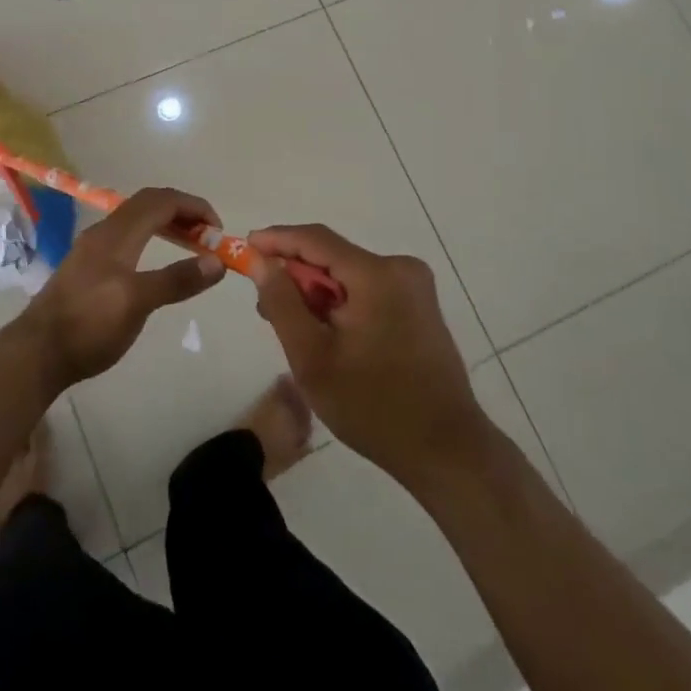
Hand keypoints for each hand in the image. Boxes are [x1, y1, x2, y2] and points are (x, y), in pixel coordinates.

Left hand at [20, 187, 225, 387]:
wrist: (36, 353)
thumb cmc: (89, 325)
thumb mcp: (137, 303)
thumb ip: (177, 279)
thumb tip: (217, 262)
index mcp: (117, 233)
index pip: (161, 201)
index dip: (193, 206)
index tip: (218, 228)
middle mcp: (104, 232)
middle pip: (148, 203)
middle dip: (182, 212)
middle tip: (207, 236)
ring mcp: (93, 248)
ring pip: (136, 219)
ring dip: (166, 223)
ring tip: (190, 246)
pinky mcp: (87, 266)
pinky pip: (127, 235)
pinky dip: (151, 237)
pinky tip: (156, 262)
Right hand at [247, 224, 488, 481]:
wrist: (446, 450)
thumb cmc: (373, 406)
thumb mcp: (312, 357)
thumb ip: (282, 302)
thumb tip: (259, 259)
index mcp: (378, 274)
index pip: (315, 239)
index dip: (276, 240)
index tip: (243, 248)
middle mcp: (401, 268)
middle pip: (333, 257)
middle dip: (296, 277)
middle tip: (266, 308)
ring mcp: (415, 287)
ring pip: (349, 275)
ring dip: (318, 294)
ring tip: (297, 333)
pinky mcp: (420, 305)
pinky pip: (368, 290)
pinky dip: (342, 304)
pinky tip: (329, 337)